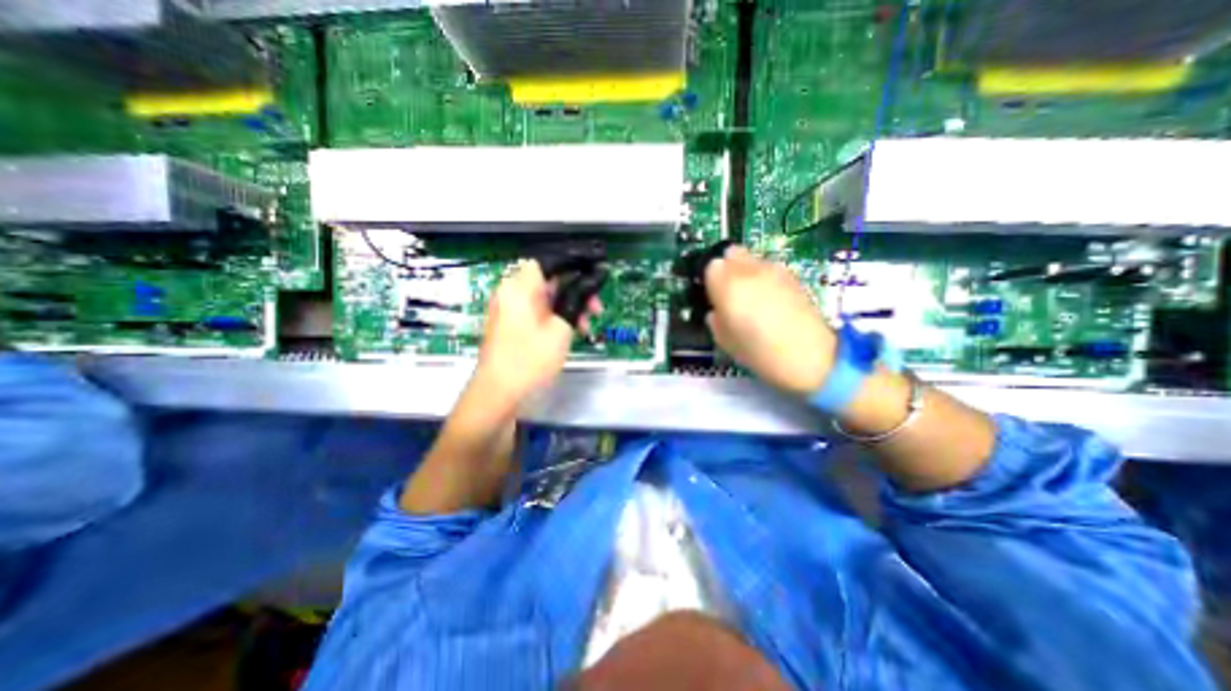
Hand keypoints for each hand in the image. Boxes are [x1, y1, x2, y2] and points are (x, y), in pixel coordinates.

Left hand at [475, 261, 602, 408]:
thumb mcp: (561, 328)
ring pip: (546, 297)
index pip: (551, 259)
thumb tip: (596, 276)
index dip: (577, 260)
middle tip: (597, 307)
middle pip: (550, 279)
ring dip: (569, 306)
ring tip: (586, 326)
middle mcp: (512, 291)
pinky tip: (572, 331)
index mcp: (520, 286)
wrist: (498, 395)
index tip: (598, 267)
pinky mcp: (512, 323)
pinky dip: (556, 316)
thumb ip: (578, 298)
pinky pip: (538, 310)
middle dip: (578, 290)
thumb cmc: (530, 359)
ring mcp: (510, 308)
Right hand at [703, 245, 837, 396]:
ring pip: (752, 259)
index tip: (714, 297)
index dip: (711, 282)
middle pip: (731, 253)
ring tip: (753, 298)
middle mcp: (749, 270)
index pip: (711, 267)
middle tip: (729, 292)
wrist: (808, 356)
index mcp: (727, 284)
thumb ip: (715, 319)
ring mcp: (773, 270)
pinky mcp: (792, 276)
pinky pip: (770, 269)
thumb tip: (717, 310)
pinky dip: (765, 278)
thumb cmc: (758, 352)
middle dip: (727, 268)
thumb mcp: (724, 341)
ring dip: (746, 272)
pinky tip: (771, 300)